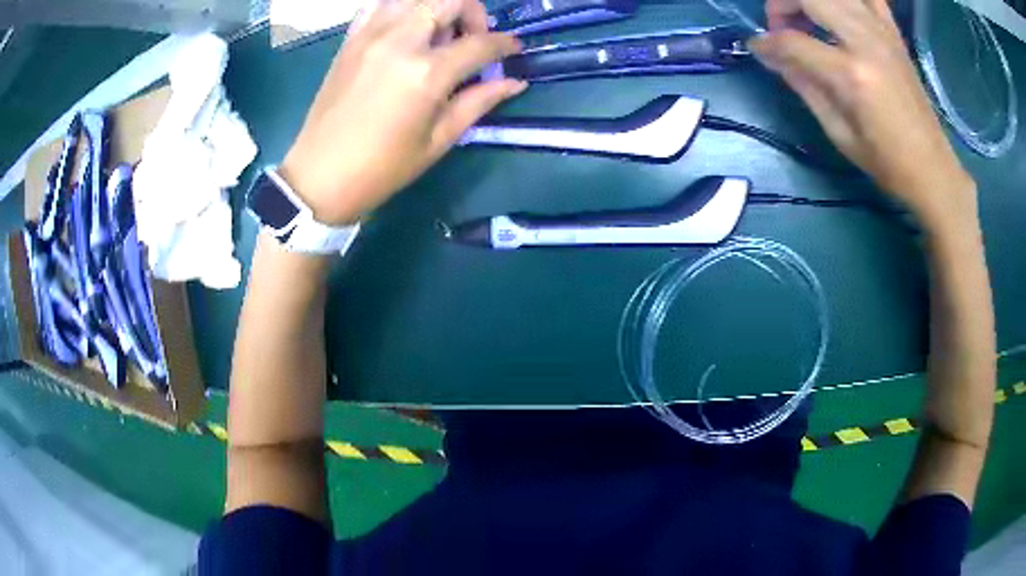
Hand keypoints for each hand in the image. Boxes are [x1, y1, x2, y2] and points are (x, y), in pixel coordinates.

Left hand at [280, 0, 525, 224]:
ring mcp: (371, 35)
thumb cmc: (382, 168)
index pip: (480, 43)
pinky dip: (401, 7)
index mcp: (426, 73)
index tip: (512, 50)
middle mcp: (400, 41)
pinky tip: (406, 29)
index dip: (505, 45)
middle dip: (473, 13)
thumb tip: (514, 82)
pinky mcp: (350, 39)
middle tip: (471, 39)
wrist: (320, 176)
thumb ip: (478, 102)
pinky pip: (380, 4)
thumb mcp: (438, 141)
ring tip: (438, 34)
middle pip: (450, 0)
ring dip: (437, 7)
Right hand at [750, 0, 976, 227]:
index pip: (792, 41)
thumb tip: (771, 55)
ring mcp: (882, 33)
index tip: (757, 49)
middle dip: (782, 4)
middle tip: (781, 27)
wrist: (932, 169)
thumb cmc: (886, 162)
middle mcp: (866, 42)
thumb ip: (804, 85)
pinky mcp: (894, 34)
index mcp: (851, 75)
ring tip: (807, 17)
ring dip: (810, 0)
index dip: (766, 43)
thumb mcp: (838, 132)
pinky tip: (841, 12)